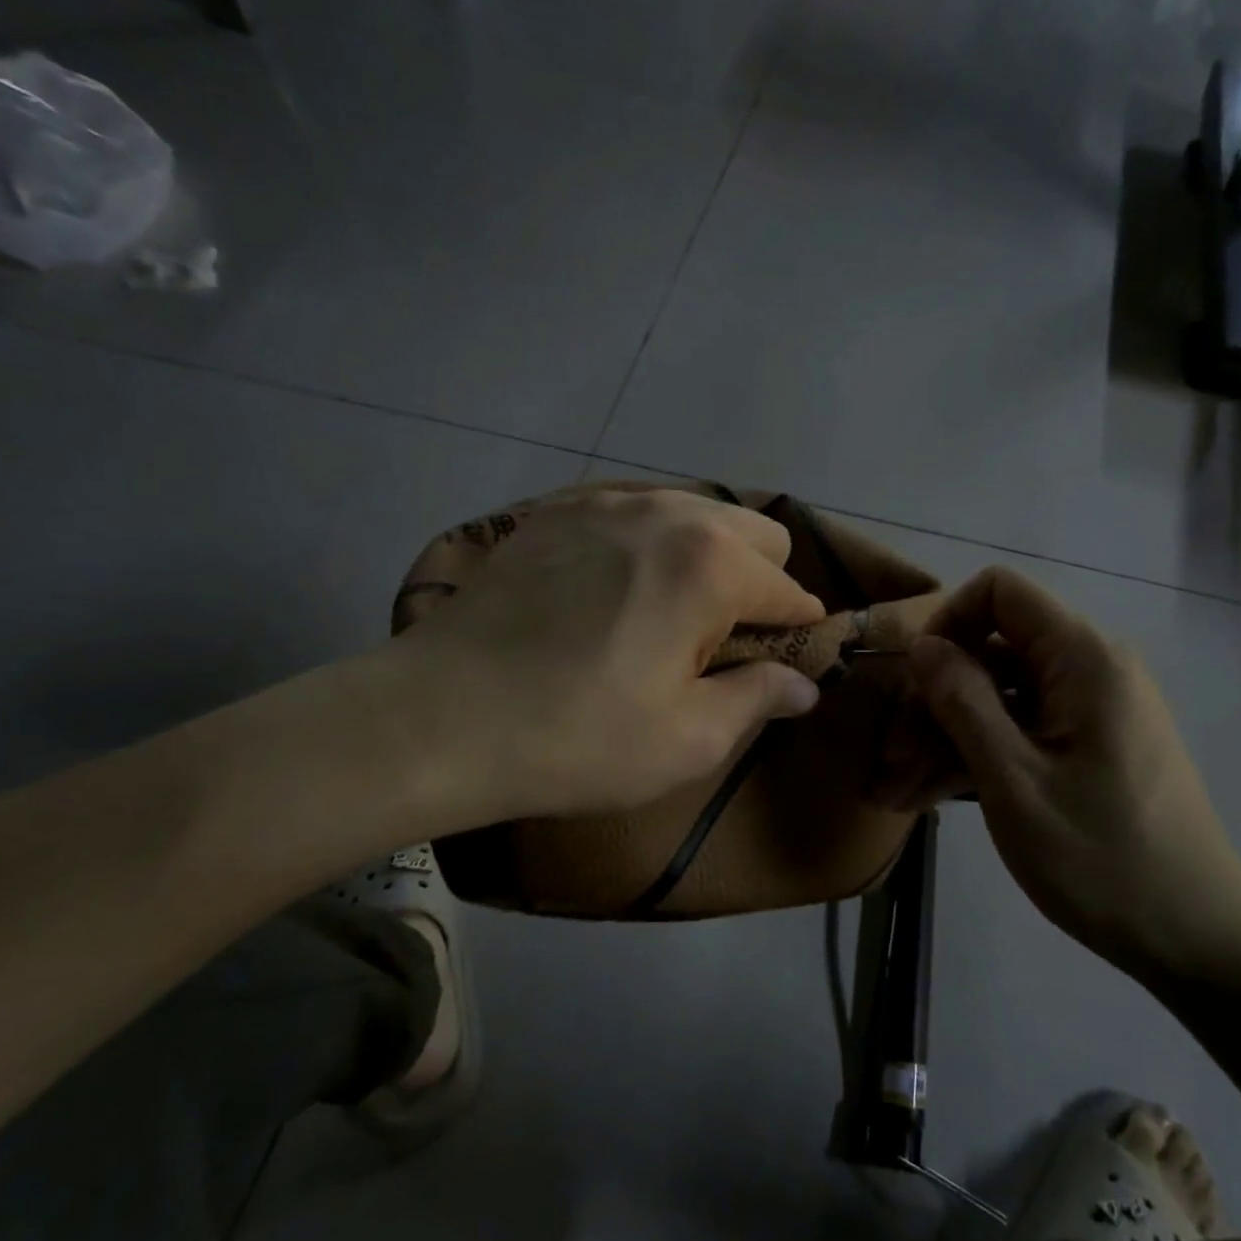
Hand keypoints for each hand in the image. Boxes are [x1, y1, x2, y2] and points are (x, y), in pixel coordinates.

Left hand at [381, 488, 825, 829]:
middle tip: (715, 643)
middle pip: (756, 533)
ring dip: (706, 559)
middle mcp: (668, 512)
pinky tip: (612, 591)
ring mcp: (606, 501)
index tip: (774, 668)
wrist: (436, 718)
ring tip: (666, 615)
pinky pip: (635, 511)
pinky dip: (648, 545)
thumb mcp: (688, 739)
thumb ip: (759, 698)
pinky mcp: (556, 510)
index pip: (791, 591)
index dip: (794, 635)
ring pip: (697, 513)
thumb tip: (803, 685)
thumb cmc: (577, 738)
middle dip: (758, 584)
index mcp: (711, 565)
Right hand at [907, 566, 1240, 985]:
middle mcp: (1090, 670)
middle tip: (887, 761)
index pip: (1001, 591)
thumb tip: (923, 645)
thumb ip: (963, 702)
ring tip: (893, 792)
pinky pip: (1020, 732)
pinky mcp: (1087, 747)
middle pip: (991, 653)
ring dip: (942, 739)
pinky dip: (975, 758)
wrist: (1197, 940)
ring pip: (998, 700)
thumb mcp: (1014, 781)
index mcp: (1084, 658)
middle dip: (933, 701)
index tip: (915, 679)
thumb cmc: (1102, 859)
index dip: (948, 621)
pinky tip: (926, 799)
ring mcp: (1089, 711)